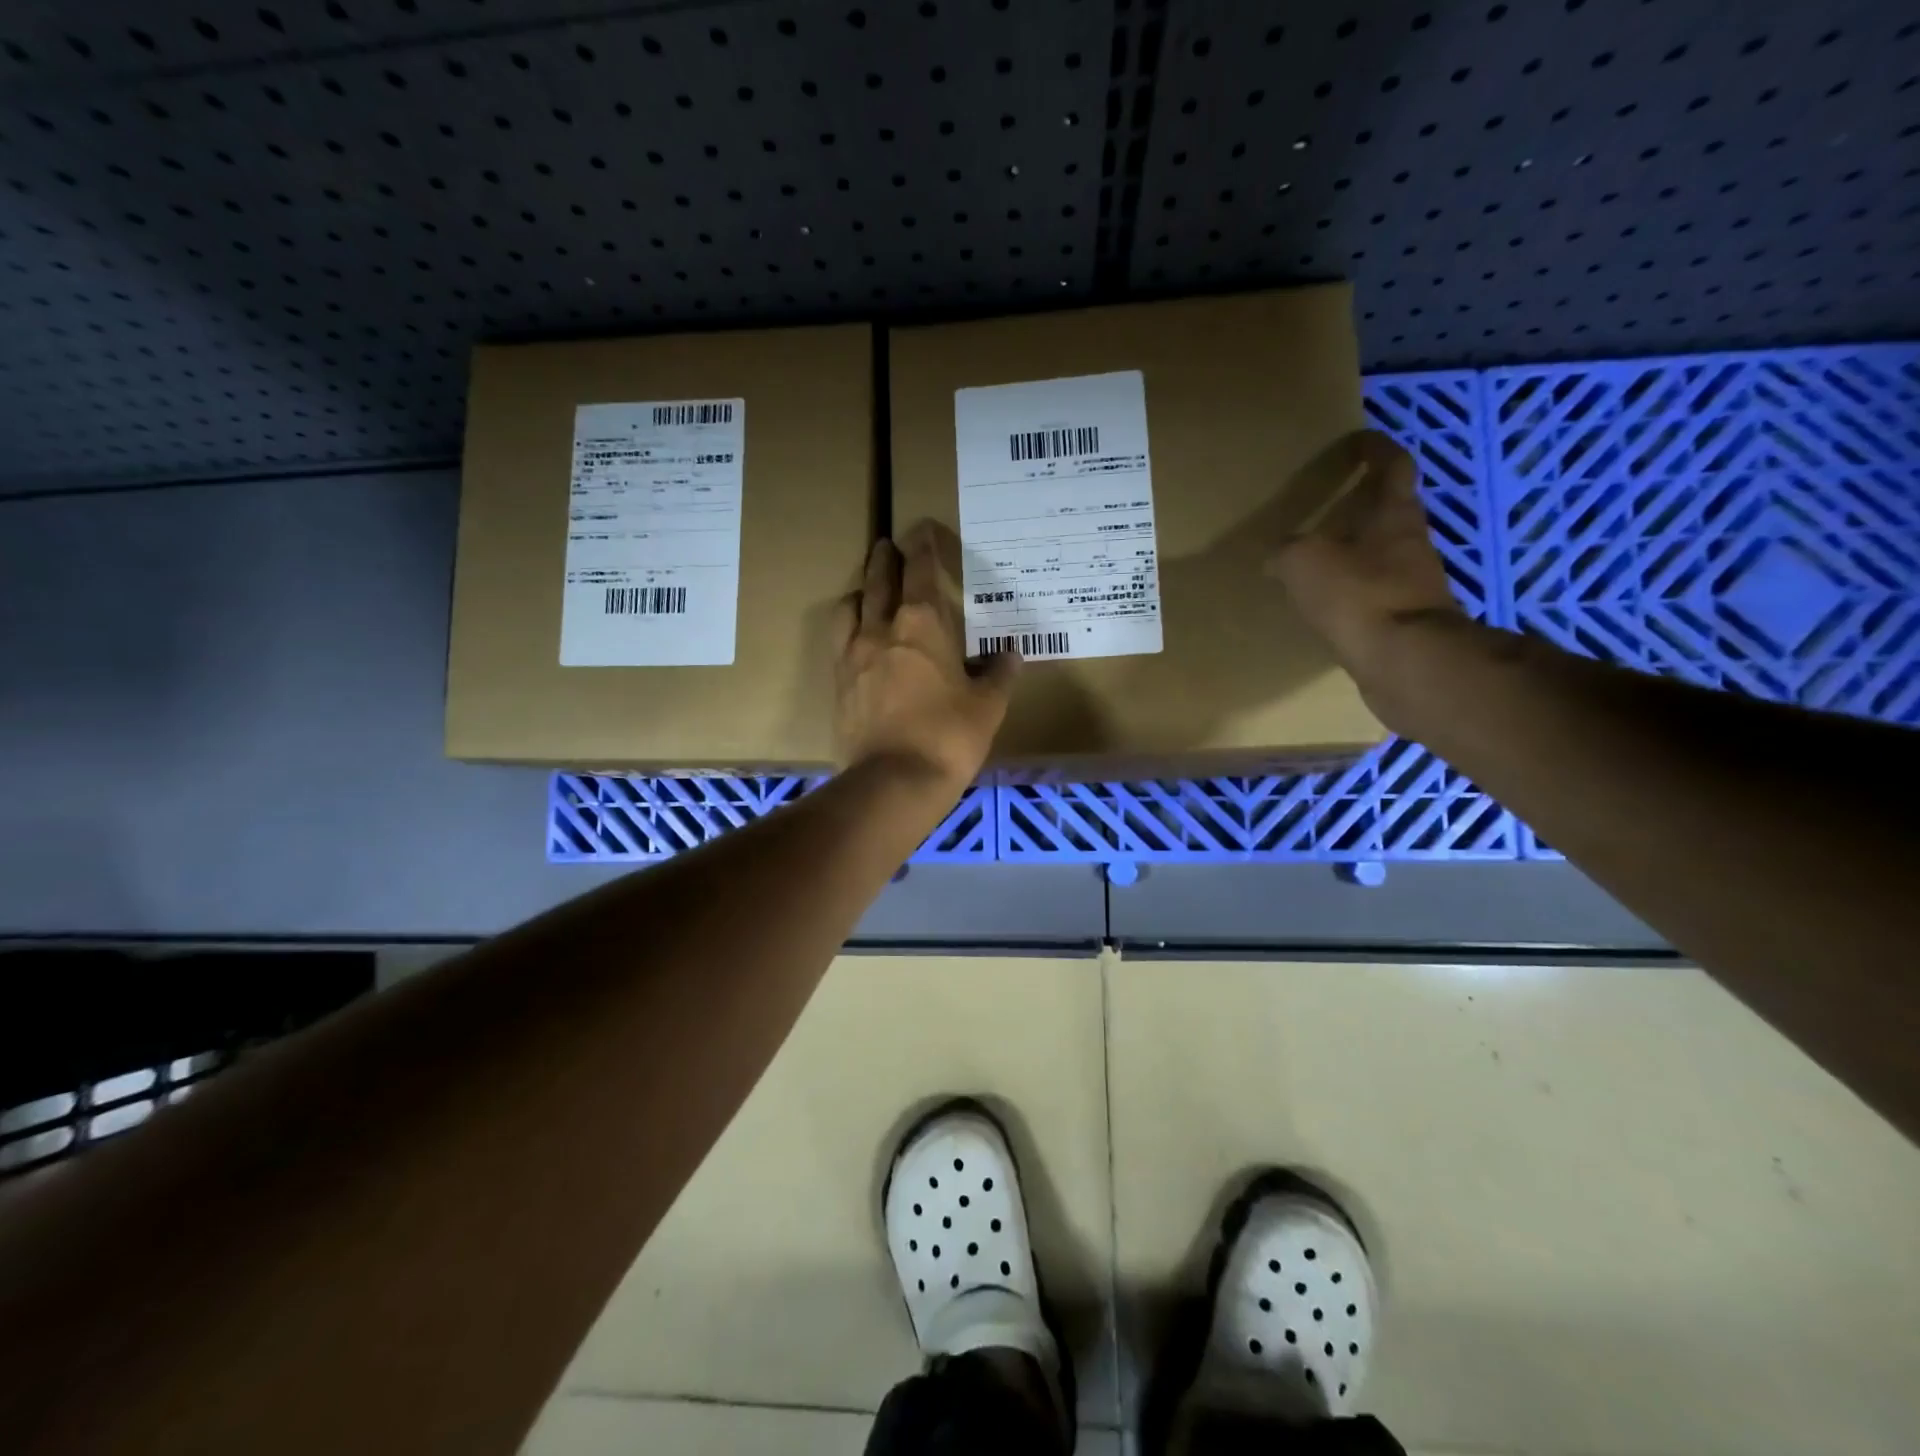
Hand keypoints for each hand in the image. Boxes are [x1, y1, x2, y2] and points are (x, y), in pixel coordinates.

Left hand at [834, 523, 1018, 790]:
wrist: (894, 780)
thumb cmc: (949, 736)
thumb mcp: (988, 705)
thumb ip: (1000, 674)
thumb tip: (1010, 654)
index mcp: (922, 624)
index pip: (920, 570)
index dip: (921, 547)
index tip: (919, 529)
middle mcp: (882, 629)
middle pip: (878, 580)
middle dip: (884, 558)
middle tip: (887, 545)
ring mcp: (853, 656)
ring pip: (850, 606)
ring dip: (860, 591)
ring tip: (867, 592)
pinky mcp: (838, 683)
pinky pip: (839, 641)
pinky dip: (849, 628)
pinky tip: (857, 639)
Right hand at [1267, 430, 1462, 685]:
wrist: (1406, 662)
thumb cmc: (1359, 595)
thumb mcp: (1304, 562)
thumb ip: (1287, 551)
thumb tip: (1278, 556)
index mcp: (1395, 516)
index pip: (1394, 466)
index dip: (1376, 450)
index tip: (1359, 440)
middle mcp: (1412, 543)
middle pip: (1392, 512)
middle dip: (1365, 504)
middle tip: (1331, 504)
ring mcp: (1413, 584)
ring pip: (1384, 555)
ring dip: (1358, 551)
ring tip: (1321, 558)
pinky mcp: (1405, 621)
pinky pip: (1375, 594)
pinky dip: (1354, 591)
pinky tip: (1328, 604)